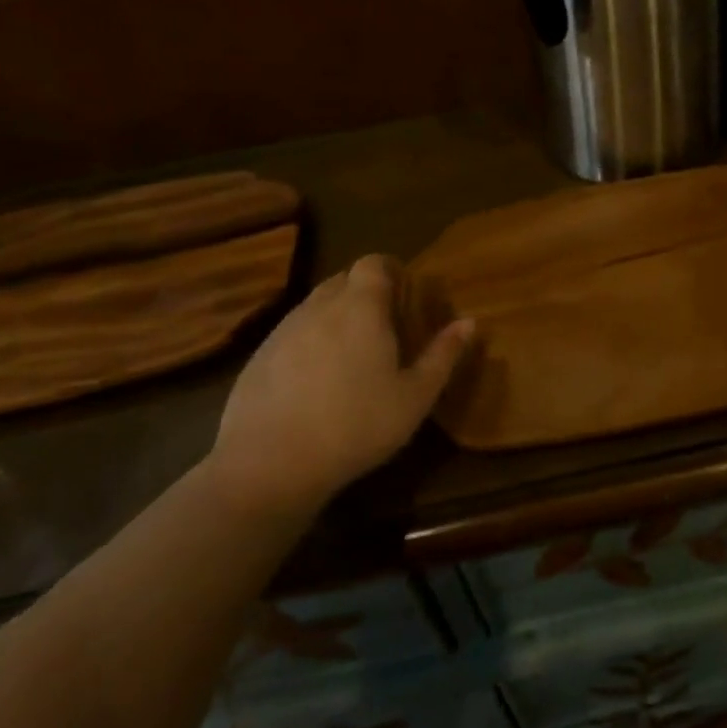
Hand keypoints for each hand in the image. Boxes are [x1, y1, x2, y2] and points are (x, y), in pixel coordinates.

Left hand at [205, 255, 474, 516]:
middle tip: (384, 326)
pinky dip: (308, 343)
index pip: (373, 262)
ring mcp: (283, 330)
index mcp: (361, 307)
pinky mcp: (258, 357)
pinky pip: (291, 334)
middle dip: (364, 293)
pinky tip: (315, 382)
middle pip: (343, 280)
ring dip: (335, 317)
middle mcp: (319, 306)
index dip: (390, 270)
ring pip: (315, 306)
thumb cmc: (356, 425)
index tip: (404, 294)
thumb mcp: (415, 397)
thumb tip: (468, 322)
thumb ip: (443, 355)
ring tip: (351, 355)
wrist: (270, 465)